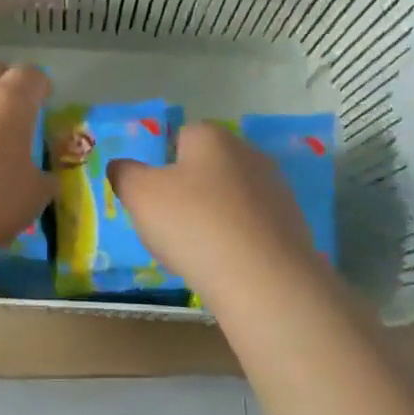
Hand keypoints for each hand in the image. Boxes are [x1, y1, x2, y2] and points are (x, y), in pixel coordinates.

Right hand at [110, 122, 327, 297]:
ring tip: (195, 251)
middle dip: (188, 190)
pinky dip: (235, 240)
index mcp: (212, 137)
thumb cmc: (193, 224)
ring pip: (230, 198)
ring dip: (212, 216)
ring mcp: (276, 190)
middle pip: (207, 167)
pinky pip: (250, 226)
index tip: (151, 195)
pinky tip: (223, 264)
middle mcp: (249, 154)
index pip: (181, 135)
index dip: (162, 163)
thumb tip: (121, 166)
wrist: (262, 279)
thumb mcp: (139, 195)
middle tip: (167, 224)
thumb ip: (124, 174)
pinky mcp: (292, 225)